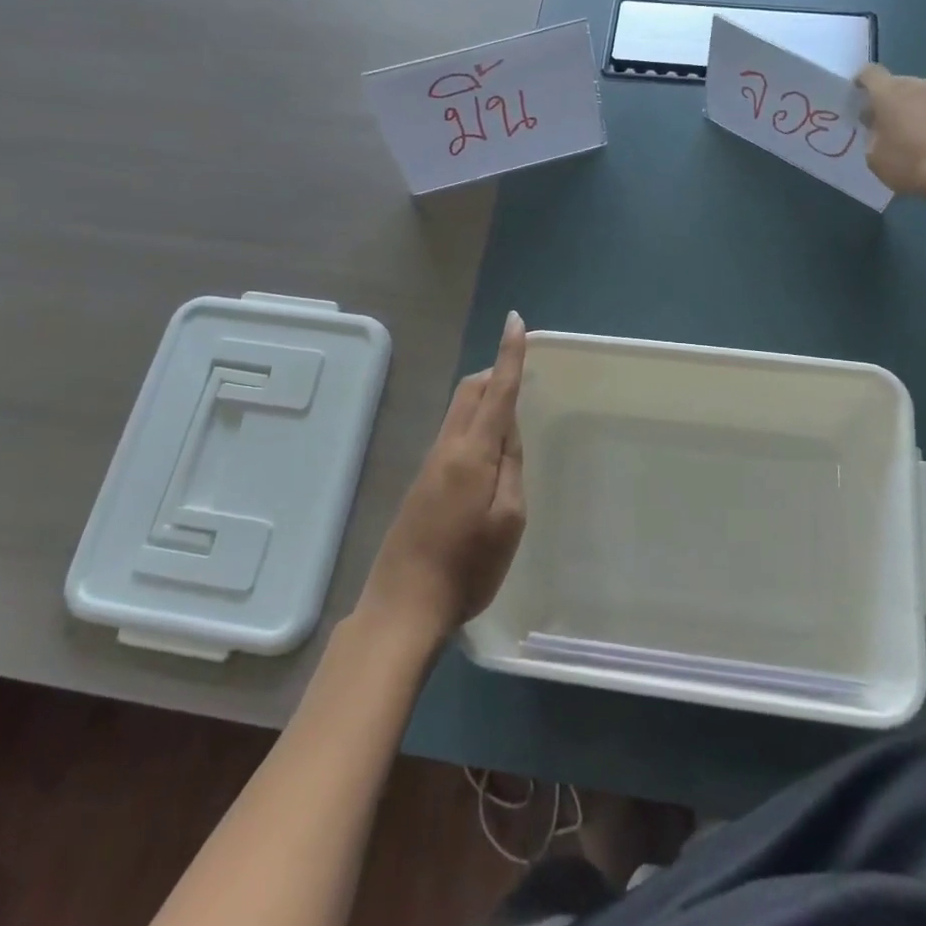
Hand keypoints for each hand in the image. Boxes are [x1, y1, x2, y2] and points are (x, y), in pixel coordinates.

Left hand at [360, 312, 527, 642]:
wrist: (403, 604)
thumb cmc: (467, 566)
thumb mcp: (508, 519)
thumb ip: (511, 467)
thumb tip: (507, 431)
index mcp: (472, 452)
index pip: (496, 390)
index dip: (509, 355)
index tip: (516, 321)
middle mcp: (447, 447)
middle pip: (470, 391)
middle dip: (494, 371)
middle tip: (521, 372)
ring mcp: (431, 463)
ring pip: (460, 411)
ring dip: (484, 397)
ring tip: (512, 412)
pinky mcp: (424, 481)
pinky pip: (454, 433)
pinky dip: (474, 423)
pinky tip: (488, 452)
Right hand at [855, 65, 925, 200]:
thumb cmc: (912, 162)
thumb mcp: (876, 159)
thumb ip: (872, 139)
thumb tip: (879, 132)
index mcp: (889, 92)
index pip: (869, 73)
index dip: (860, 83)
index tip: (856, 98)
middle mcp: (918, 86)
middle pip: (897, 85)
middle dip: (887, 102)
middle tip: (881, 126)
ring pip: (921, 99)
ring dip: (913, 113)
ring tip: (910, 140)